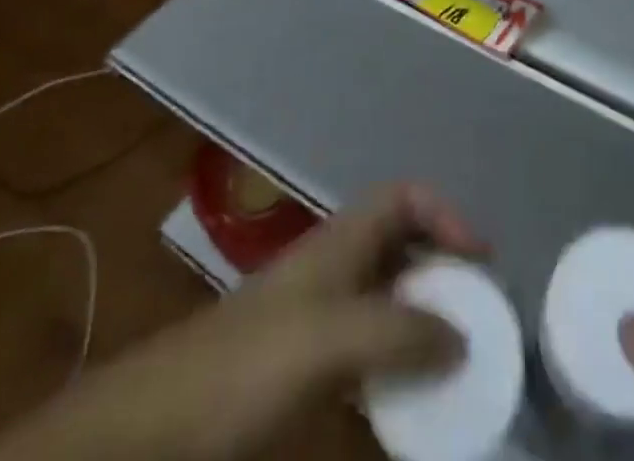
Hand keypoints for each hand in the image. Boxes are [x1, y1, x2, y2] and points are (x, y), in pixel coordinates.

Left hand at [0, 184, 482, 460]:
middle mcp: (333, 270)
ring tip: (460, 358)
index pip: (402, 199)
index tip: (481, 258)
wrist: (152, 435)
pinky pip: (367, 354)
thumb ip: (398, 333)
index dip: (445, 213)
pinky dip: (396, 367)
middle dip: (442, 267)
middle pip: (400, 245)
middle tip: (481, 311)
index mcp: (340, 243)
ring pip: (386, 300)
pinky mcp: (302, 373)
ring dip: (424, 320)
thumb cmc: (244, 367)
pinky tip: (412, 402)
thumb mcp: (328, 340)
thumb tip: (463, 337)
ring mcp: (316, 321)